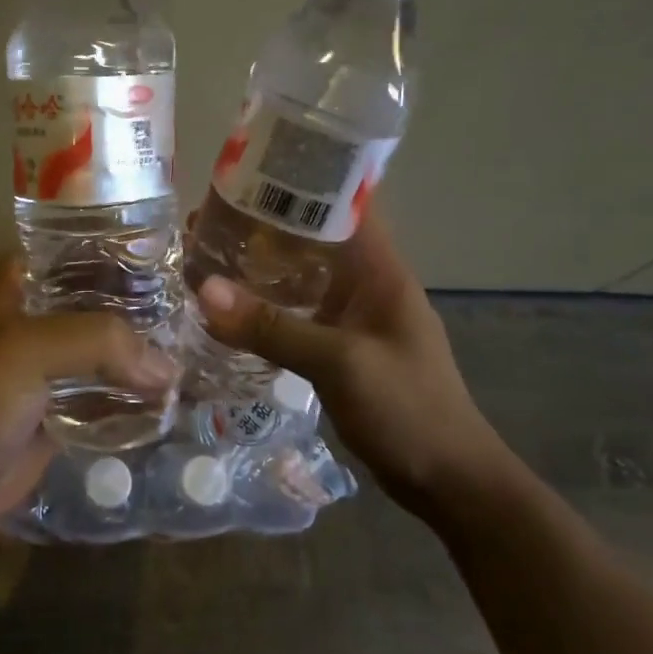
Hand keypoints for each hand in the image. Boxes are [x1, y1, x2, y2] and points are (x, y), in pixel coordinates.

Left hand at [0, 259, 176, 544]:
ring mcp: (57, 361)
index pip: (83, 248)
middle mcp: (43, 314)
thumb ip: (96, 343)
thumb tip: (168, 368)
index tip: (178, 256)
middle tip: (201, 306)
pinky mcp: (68, 402)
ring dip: (149, 347)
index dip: (128, 249)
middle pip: (107, 296)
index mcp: (24, 285)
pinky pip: (113, 386)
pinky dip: (141, 387)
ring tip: (201, 343)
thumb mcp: (25, 354)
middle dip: (150, 302)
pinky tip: (179, 387)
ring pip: (113, 343)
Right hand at [194, 211, 497, 510]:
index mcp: (380, 269)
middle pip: (311, 239)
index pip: (343, 203)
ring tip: (207, 257)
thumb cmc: (407, 409)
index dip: (299, 182)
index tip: (246, 172)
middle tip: (206, 220)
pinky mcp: (342, 346)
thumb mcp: (339, 362)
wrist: (448, 480)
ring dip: (261, 267)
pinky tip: (231, 309)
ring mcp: (354, 316)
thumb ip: (272, 327)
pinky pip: (298, 313)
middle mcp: (366, 282)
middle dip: (263, 227)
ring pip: (301, 277)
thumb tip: (204, 290)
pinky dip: (267, 306)